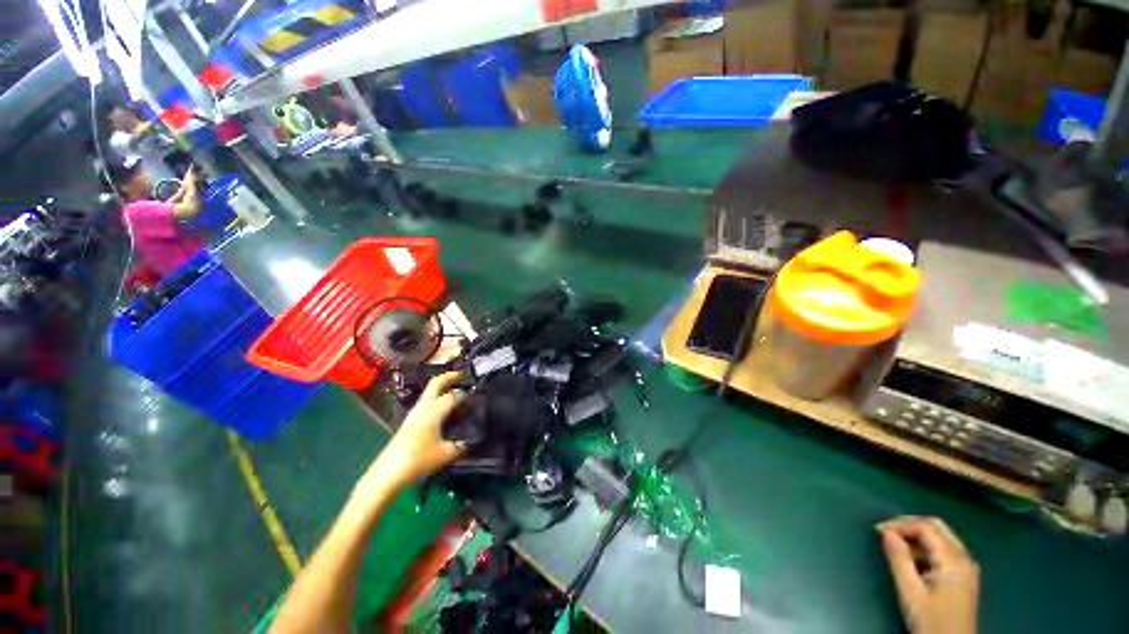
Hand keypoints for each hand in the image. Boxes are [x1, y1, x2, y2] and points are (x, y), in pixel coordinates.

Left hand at [363, 372, 466, 489]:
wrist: (388, 473)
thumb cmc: (418, 460)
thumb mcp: (446, 454)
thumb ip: (461, 445)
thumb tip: (471, 440)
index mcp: (434, 410)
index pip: (454, 395)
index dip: (466, 395)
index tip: (476, 399)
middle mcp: (423, 407)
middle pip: (436, 383)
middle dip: (450, 377)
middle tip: (463, 376)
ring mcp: (414, 413)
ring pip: (429, 392)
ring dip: (442, 388)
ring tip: (455, 392)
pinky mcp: (409, 421)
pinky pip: (426, 402)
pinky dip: (436, 399)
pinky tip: (444, 410)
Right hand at [878, 516, 978, 633]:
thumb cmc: (931, 622)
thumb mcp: (911, 593)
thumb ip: (899, 560)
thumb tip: (886, 533)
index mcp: (954, 560)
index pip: (926, 527)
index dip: (899, 525)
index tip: (877, 531)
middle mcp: (964, 558)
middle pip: (937, 527)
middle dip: (909, 525)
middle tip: (885, 532)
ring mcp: (966, 567)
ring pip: (941, 537)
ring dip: (916, 536)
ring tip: (894, 545)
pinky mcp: (963, 576)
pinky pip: (944, 550)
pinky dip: (925, 547)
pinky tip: (911, 559)